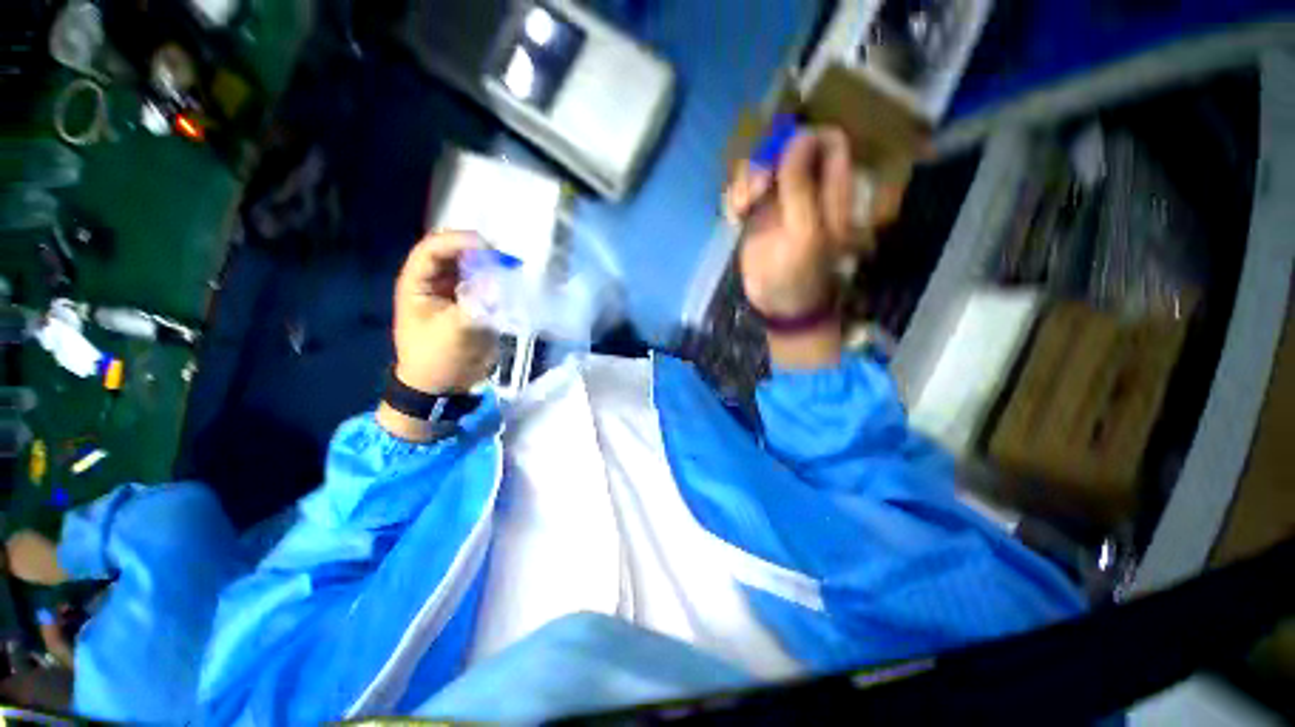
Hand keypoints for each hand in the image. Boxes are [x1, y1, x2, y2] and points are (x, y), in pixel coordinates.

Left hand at [379, 232, 495, 440]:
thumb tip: (501, 281)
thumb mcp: (454, 331)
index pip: (434, 248)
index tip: (490, 249)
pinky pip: (487, 284)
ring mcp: (455, 291)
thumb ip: (477, 304)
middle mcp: (435, 281)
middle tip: (508, 260)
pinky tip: (514, 285)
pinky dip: (499, 282)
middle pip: (457, 253)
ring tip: (514, 270)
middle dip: (481, 253)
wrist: (443, 386)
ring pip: (474, 267)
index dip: (459, 242)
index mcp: (417, 282)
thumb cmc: (437, 358)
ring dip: (492, 267)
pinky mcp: (472, 303)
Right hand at [726, 128, 853, 368]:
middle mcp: (807, 187)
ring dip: (746, 180)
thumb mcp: (804, 231)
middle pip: (787, 147)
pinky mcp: (757, 214)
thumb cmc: (799, 274)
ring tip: (741, 207)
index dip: (805, 139)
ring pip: (761, 165)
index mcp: (831, 189)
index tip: (780, 158)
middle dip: (766, 161)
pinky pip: (744, 188)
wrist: (779, 305)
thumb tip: (800, 136)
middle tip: (756, 189)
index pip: (829, 141)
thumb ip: (802, 185)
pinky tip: (734, 216)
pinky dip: (735, 196)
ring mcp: (780, 199)